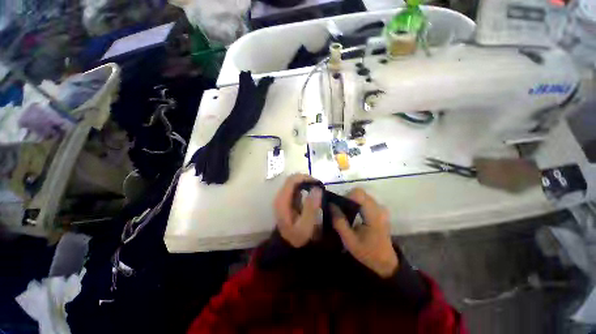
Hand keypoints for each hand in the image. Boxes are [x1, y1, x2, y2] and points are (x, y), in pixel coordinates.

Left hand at [274, 174, 322, 247]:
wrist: (288, 245)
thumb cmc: (297, 237)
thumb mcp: (306, 225)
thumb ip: (311, 207)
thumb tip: (317, 189)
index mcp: (282, 200)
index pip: (292, 180)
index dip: (305, 178)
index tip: (318, 184)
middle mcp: (281, 196)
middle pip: (292, 179)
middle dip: (306, 180)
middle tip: (319, 187)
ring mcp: (283, 198)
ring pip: (294, 183)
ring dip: (306, 183)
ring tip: (317, 190)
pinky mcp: (287, 200)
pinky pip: (295, 188)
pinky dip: (304, 188)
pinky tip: (311, 194)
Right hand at [331, 188, 397, 277]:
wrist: (385, 261)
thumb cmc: (367, 252)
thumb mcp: (349, 240)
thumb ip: (339, 222)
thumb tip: (331, 205)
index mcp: (373, 215)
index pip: (358, 193)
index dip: (346, 196)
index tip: (339, 206)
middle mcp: (378, 208)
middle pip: (360, 193)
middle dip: (347, 198)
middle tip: (340, 210)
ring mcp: (380, 208)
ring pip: (362, 195)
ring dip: (351, 200)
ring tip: (346, 213)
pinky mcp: (379, 210)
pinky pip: (365, 200)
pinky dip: (356, 203)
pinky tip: (353, 214)